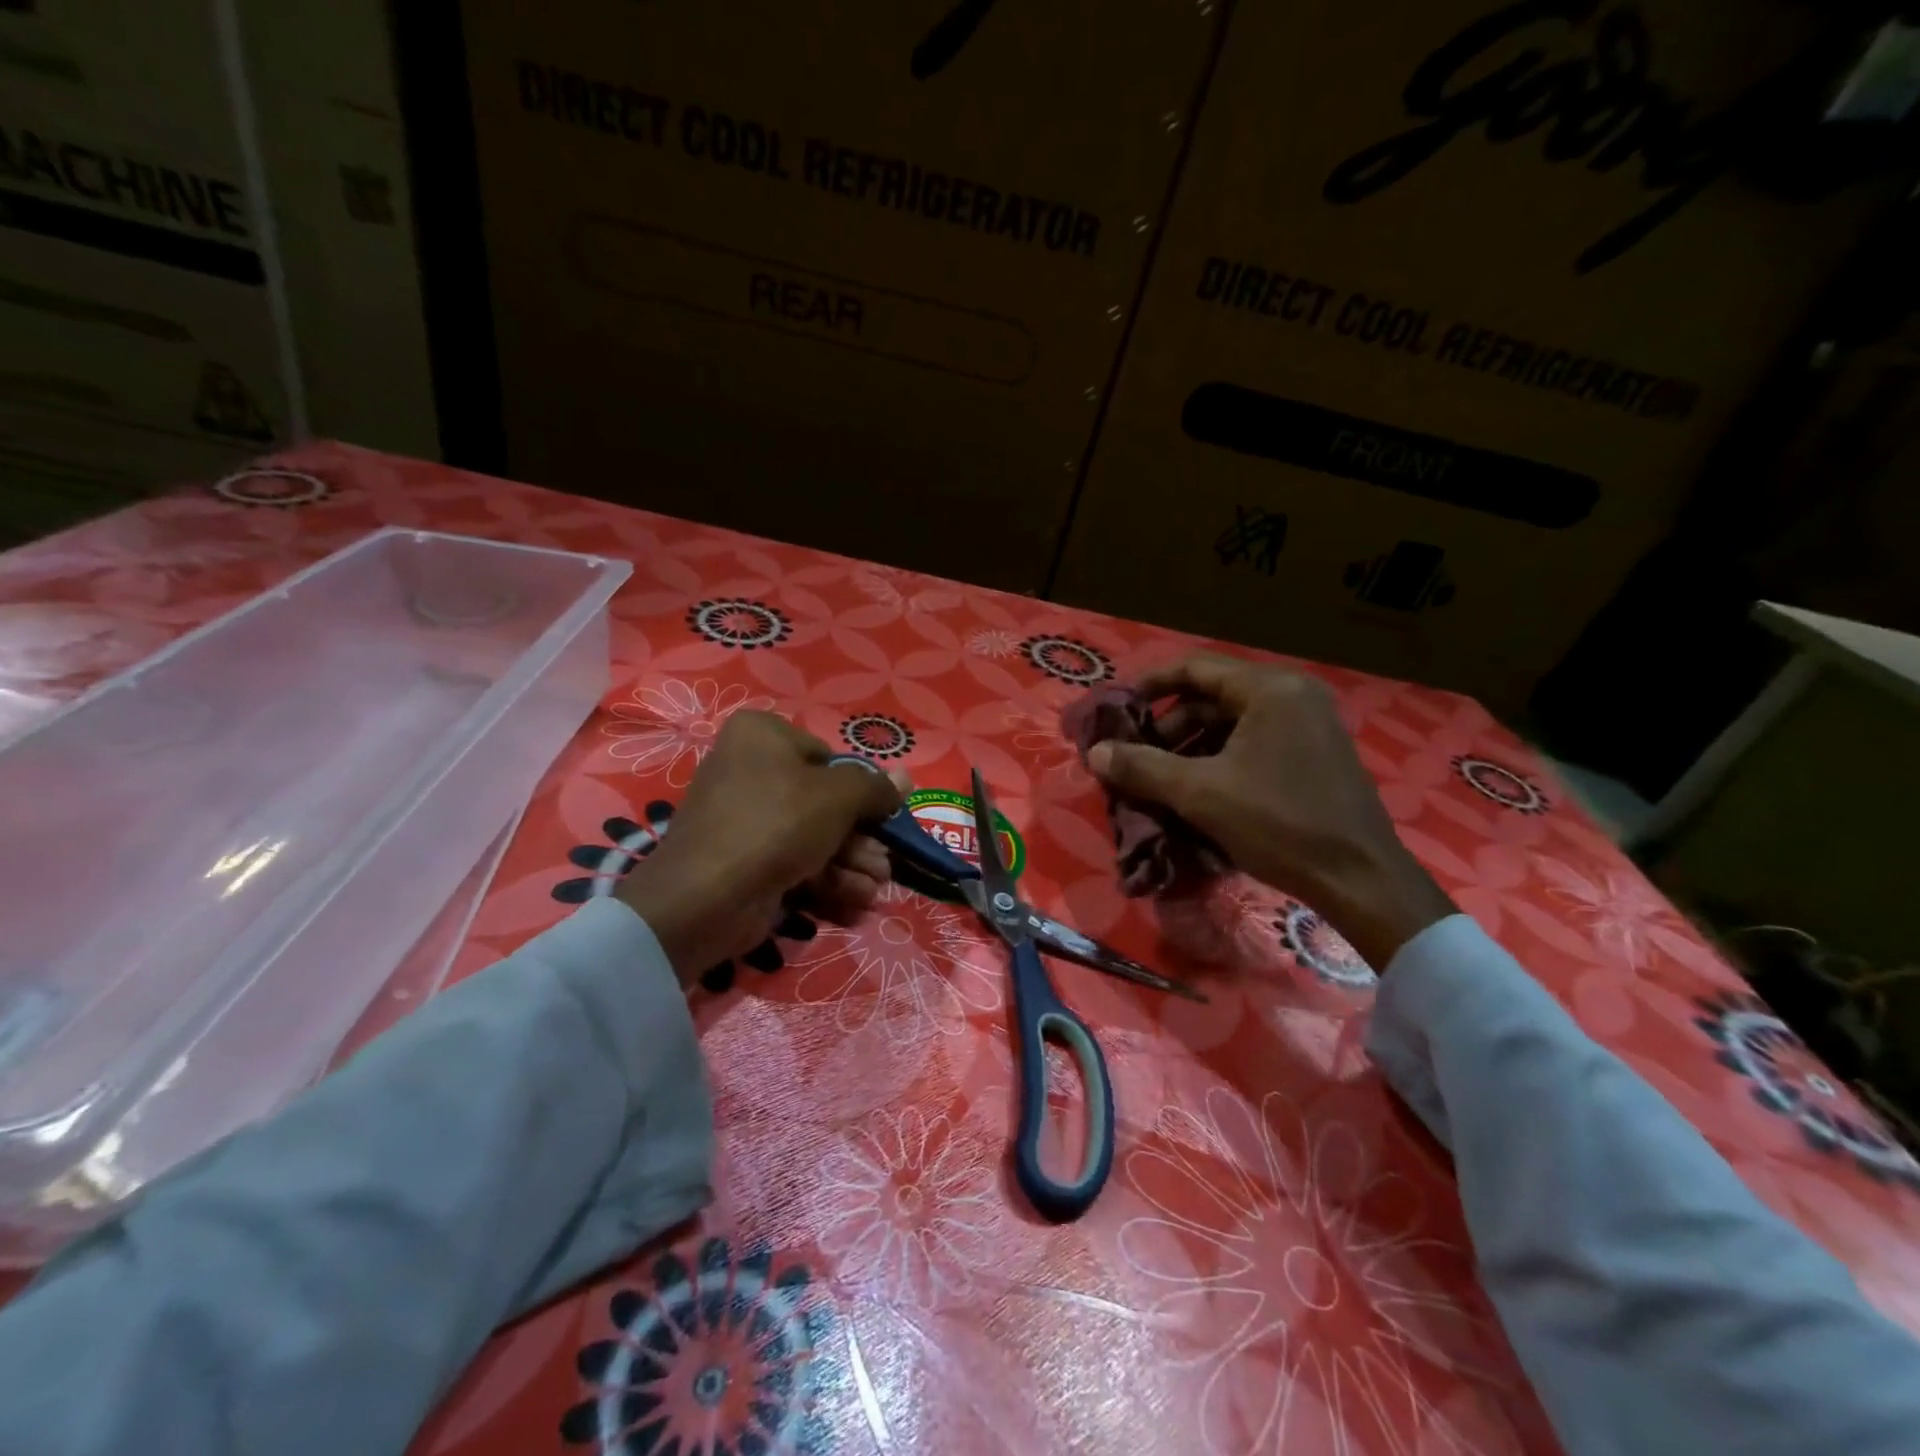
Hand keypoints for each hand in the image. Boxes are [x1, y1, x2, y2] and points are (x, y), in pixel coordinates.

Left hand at [616, 713, 903, 986]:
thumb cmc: (776, 824)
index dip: (859, 791)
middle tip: (885, 866)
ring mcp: (743, 819)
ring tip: (873, 891)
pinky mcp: (743, 861)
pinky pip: (793, 864)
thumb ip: (876, 787)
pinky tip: (854, 905)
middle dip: (861, 840)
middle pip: (824, 803)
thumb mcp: (838, 796)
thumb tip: (905, 778)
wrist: (706, 898)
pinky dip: (826, 883)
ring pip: (813, 838)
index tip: (883, 819)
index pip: (827, 757)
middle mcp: (748, 769)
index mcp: (762, 736)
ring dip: (851, 866)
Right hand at [1086, 654, 1454, 968]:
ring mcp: (1311, 724)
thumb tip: (1094, 753)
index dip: (1149, 685)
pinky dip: (1221, 759)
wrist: (1360, 879)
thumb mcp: (1200, 794)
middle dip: (1169, 725)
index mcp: (1270, 689)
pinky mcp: (1317, 754)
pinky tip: (1198, 791)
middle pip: (1213, 695)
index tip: (1117, 709)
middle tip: (1136, 755)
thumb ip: (1142, 767)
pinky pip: (1256, 742)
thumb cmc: (1278, 824)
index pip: (1195, 668)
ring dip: (1192, 746)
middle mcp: (1294, 695)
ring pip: (1234, 722)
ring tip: (1160, 778)